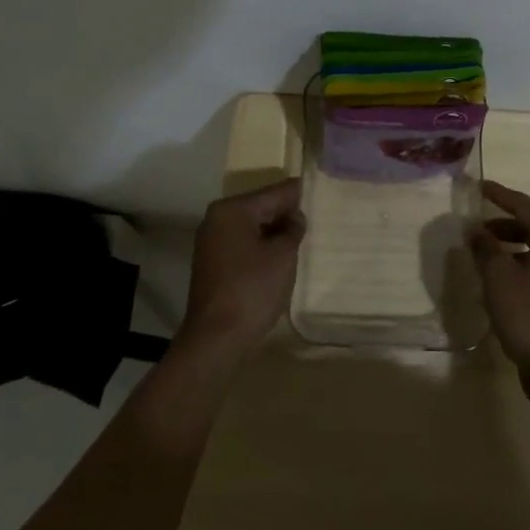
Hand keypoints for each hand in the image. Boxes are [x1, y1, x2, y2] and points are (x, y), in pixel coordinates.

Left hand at [178, 178, 305, 355]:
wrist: (215, 339)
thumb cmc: (252, 290)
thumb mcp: (282, 256)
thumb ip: (292, 229)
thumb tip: (293, 218)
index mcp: (233, 210)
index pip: (274, 193)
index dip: (298, 193)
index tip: (319, 189)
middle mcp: (217, 218)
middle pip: (260, 207)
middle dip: (285, 213)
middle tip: (314, 217)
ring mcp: (211, 241)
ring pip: (251, 226)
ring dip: (274, 231)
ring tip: (300, 238)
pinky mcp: (212, 263)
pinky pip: (242, 243)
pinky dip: (260, 246)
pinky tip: (279, 258)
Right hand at [469, 181, 529, 382]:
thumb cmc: (528, 315)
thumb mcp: (498, 276)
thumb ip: (485, 247)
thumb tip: (476, 230)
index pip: (523, 205)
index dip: (499, 194)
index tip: (478, 187)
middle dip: (500, 223)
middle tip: (475, 226)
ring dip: (507, 245)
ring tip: (481, 253)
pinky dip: (516, 263)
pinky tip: (497, 278)